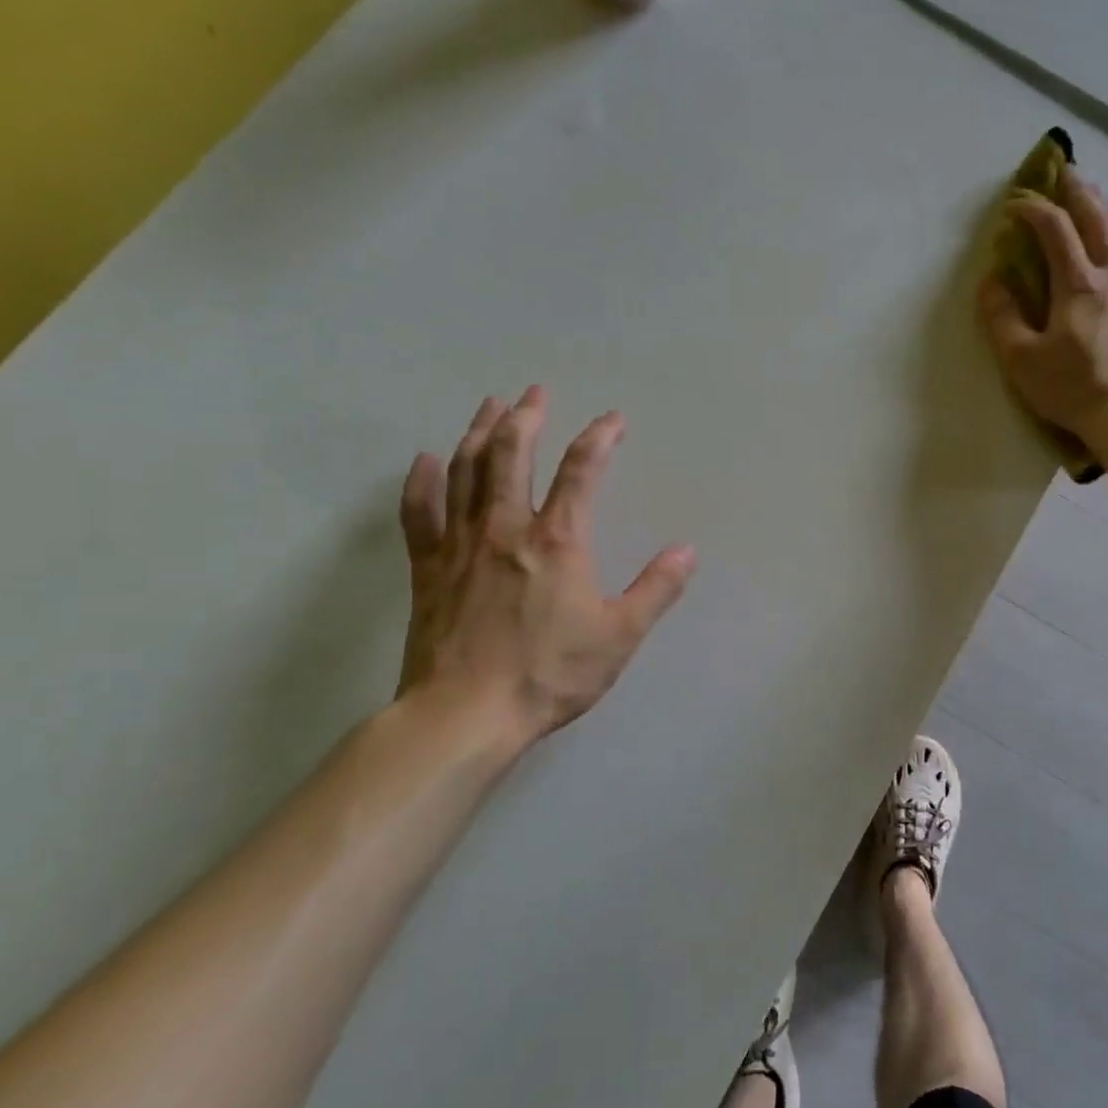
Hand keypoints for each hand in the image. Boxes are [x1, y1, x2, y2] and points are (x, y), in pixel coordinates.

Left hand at [396, 386, 695, 752]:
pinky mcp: (427, 569)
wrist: (466, 715)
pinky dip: (422, 482)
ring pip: (466, 472)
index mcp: (557, 542)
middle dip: (526, 417)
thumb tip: (687, 550)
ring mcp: (460, 546)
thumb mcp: (619, 636)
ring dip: (479, 433)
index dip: (600, 438)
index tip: (614, 419)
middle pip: (512, 455)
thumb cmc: (549, 675)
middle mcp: (506, 529)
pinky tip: (427, 460)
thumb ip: (656, 589)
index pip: (582, 472)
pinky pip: (419, 513)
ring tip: (490, 405)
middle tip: (535, 392)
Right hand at [977, 165, 1107, 449]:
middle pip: (1098, 218)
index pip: (1054, 229)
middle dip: (1078, 191)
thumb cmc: (1073, 390)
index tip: (1015, 204)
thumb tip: (992, 280)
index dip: (1033, 209)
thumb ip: (1002, 317)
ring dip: (1107, 209)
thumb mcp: (1022, 360)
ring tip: (1096, 199)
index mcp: (1078, 283)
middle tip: (1065, 172)